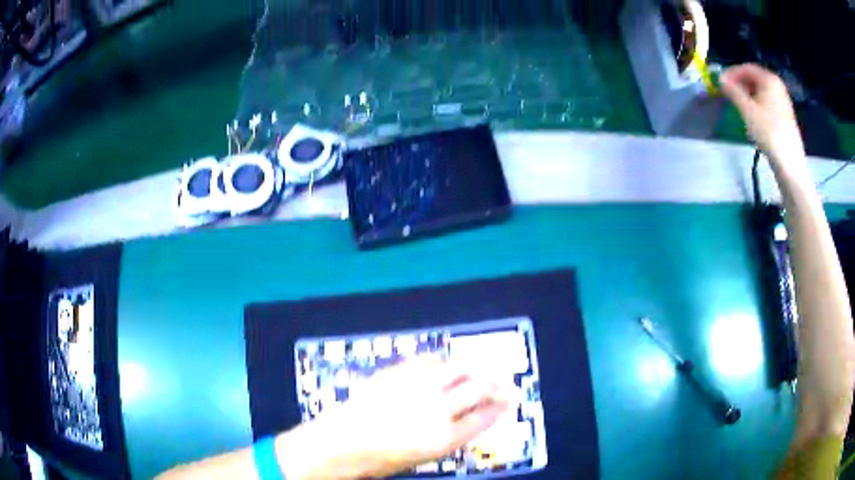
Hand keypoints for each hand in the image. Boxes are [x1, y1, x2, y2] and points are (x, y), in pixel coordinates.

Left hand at [278, 356, 511, 478]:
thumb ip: (448, 436)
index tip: (509, 400)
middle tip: (503, 381)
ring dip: (473, 367)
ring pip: (456, 369)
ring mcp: (417, 387)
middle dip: (495, 384)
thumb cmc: (380, 460)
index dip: (500, 407)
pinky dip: (441, 360)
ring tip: (480, 367)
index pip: (484, 418)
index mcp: (444, 437)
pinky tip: (445, 362)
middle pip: (477, 389)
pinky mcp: (398, 373)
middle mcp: (437, 409)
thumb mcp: (422, 457)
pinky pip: (427, 360)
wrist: (340, 443)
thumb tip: (466, 419)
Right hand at [720, 64, 807, 177]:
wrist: (789, 163)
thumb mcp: (747, 110)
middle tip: (728, 94)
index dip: (731, 74)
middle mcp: (777, 85)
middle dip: (740, 84)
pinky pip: (768, 101)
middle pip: (754, 78)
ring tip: (738, 105)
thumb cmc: (768, 133)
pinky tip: (753, 116)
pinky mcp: (785, 115)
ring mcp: (783, 100)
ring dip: (748, 95)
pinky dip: (757, 103)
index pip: (746, 68)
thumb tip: (721, 80)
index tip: (721, 83)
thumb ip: (732, 91)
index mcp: (769, 79)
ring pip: (761, 90)